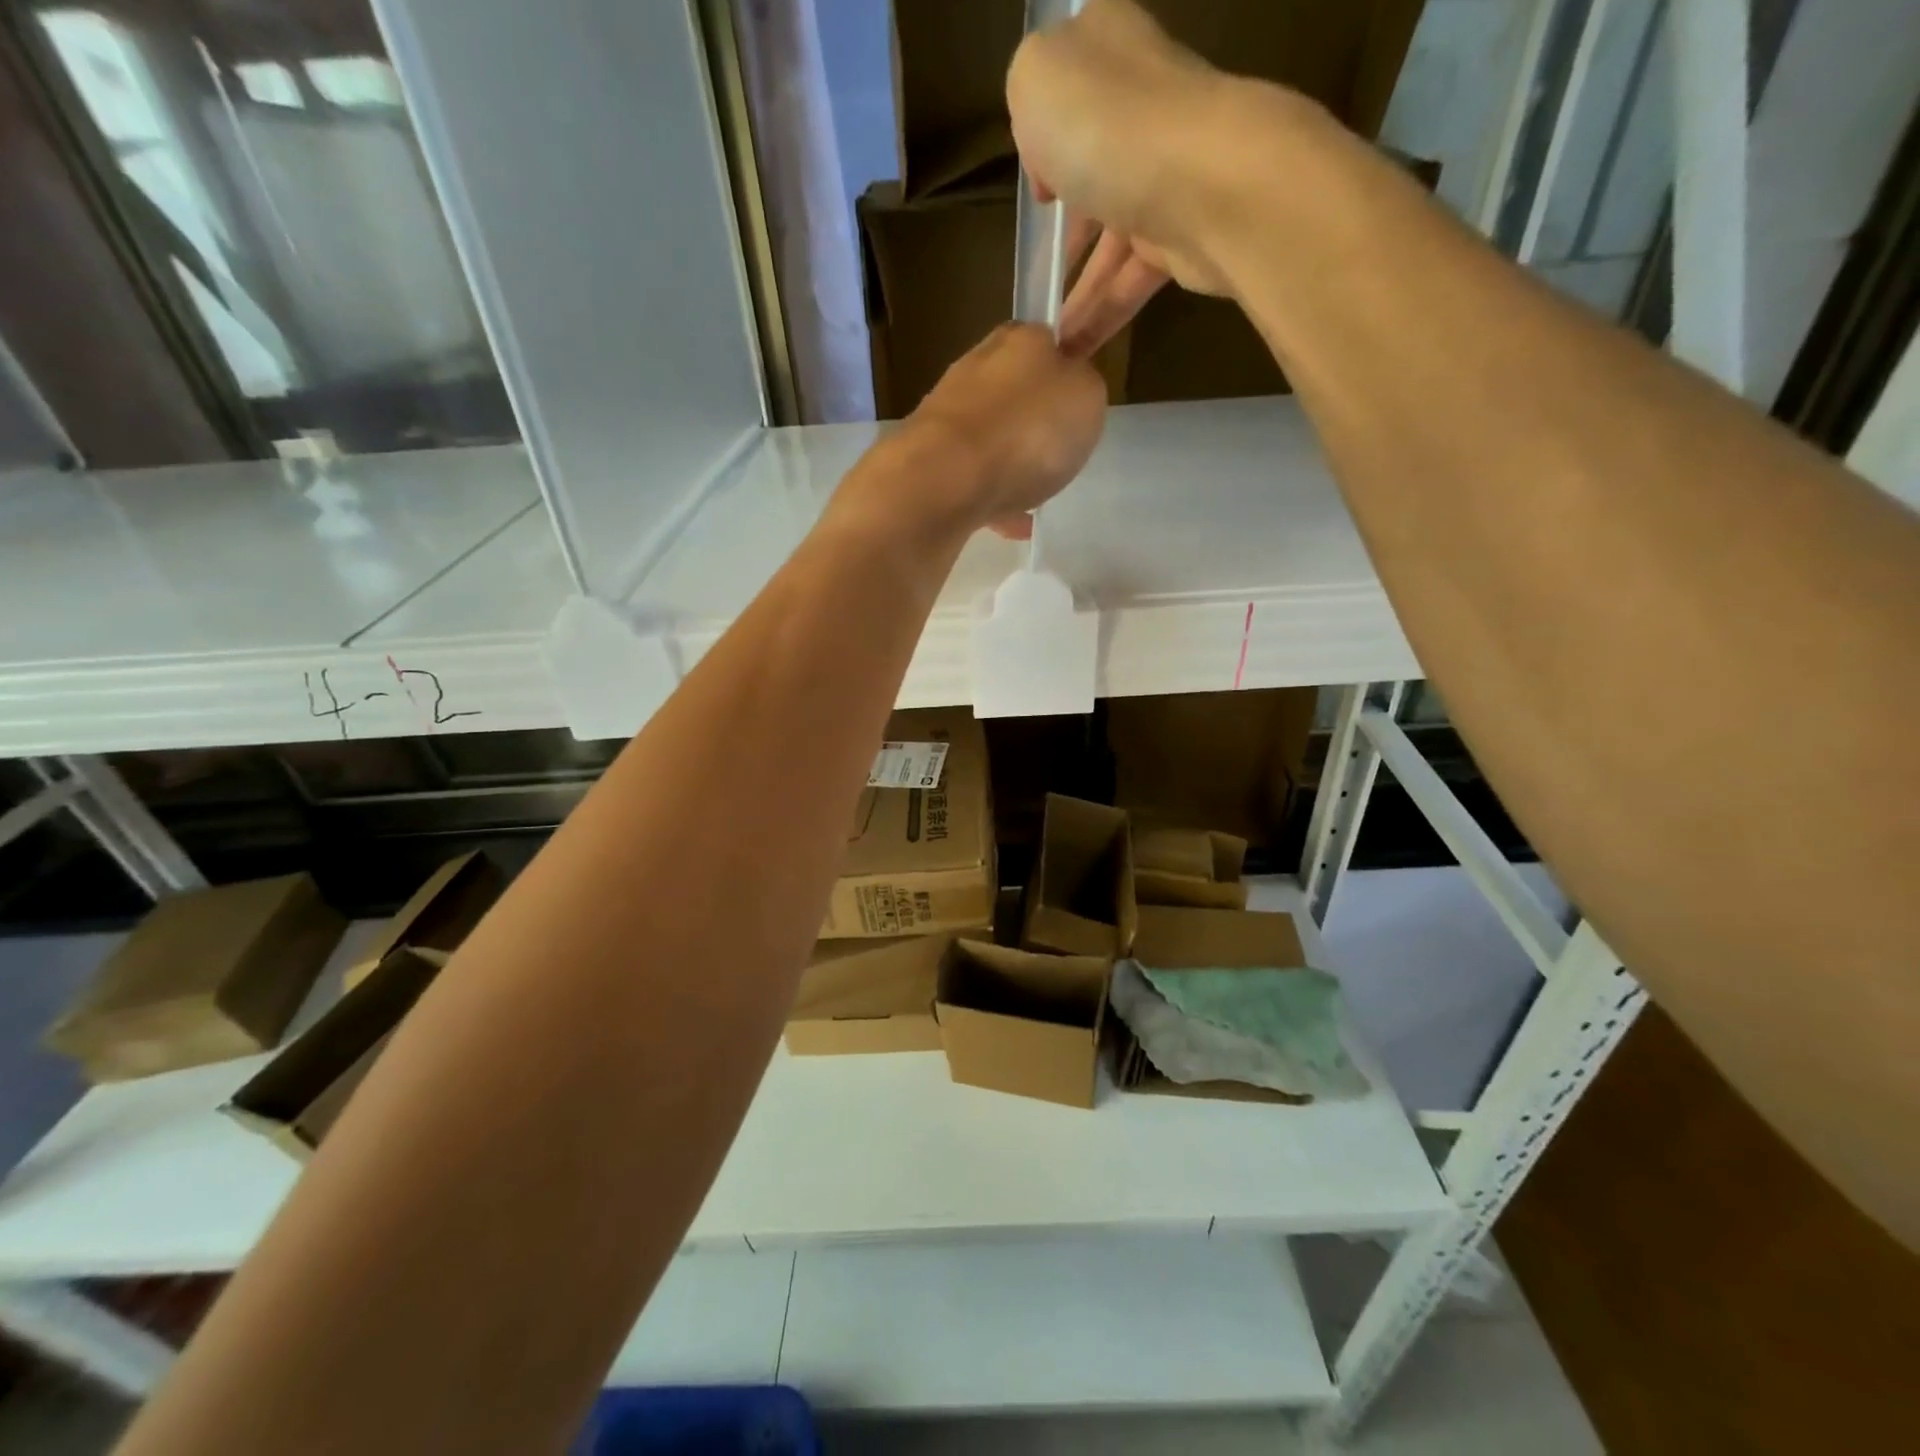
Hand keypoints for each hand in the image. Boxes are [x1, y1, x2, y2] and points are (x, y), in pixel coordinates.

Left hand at [902, 323, 1106, 540]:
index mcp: (1018, 339)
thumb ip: (1084, 388)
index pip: (1046, 341)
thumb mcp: (1087, 397)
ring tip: (1034, 496)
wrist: (946, 479)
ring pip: (989, 436)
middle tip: (1056, 454)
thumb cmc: (1027, 430)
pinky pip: (972, 478)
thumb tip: (1070, 391)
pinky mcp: (928, 459)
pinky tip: (1011, 525)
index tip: (1075, 405)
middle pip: (1013, 391)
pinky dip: (992, 498)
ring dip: (1010, 462)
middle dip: (1033, 421)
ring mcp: (946, 415)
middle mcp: (976, 367)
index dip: (1063, 370)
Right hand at [1007, 0, 1301, 356]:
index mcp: (1109, 52)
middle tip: (1033, 275)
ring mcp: (1166, 176)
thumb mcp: (1035, 81)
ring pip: (1109, 240)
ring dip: (1075, 293)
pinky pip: (1130, 282)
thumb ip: (1026, 100)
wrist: (1204, 184)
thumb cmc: (1108, 125)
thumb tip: (1051, 165)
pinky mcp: (1184, 237)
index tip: (1030, 186)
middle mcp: (1142, 109)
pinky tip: (1071, 351)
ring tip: (1044, 340)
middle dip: (1062, 230)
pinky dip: (1100, 317)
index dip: (1042, 136)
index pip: (1070, 87)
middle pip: (1091, 171)